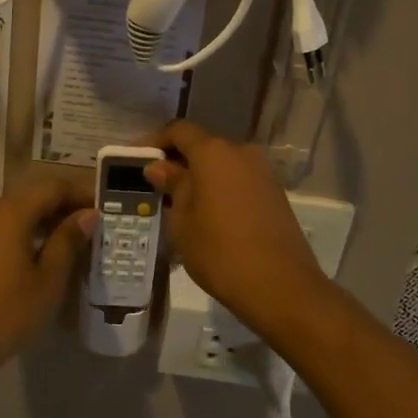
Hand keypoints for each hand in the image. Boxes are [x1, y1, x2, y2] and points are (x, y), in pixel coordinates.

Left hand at [0, 173, 94, 381]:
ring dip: (44, 220)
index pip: (52, 187)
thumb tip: (87, 215)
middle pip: (32, 196)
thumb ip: (68, 241)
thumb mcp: (47, 280)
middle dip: (63, 206)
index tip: (105, 208)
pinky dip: (24, 233)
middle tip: (91, 226)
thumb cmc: (6, 313)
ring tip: (71, 242)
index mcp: (10, 213)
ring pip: (15, 212)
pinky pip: (0, 229)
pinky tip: (39, 256)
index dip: (80, 193)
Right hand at [145, 121, 329, 324]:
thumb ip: (172, 186)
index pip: (179, 130)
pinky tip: (207, 214)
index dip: (155, 140)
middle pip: (203, 145)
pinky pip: (238, 180)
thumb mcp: (183, 221)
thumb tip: (159, 166)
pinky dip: (219, 188)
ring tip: (178, 203)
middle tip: (155, 184)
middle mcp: (241, 153)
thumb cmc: (220, 251)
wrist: (281, 287)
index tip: (136, 158)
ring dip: (200, 176)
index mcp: (214, 153)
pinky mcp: (275, 194)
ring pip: (222, 164)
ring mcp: (262, 172)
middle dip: (178, 160)